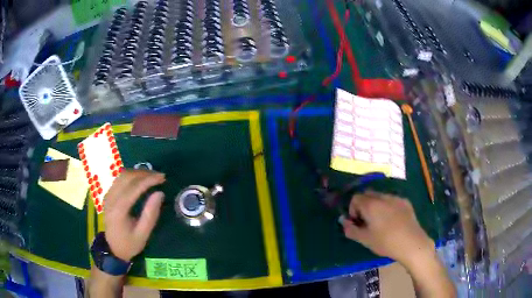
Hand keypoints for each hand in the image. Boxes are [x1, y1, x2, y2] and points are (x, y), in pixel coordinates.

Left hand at [103, 169, 165, 261]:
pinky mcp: (108, 195)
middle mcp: (111, 199)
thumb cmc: (130, 244)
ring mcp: (108, 195)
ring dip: (138, 172)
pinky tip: (140, 180)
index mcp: (119, 210)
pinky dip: (131, 176)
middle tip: (159, 176)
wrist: (113, 249)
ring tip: (152, 176)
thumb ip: (150, 214)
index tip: (162, 178)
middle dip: (144, 173)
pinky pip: (119, 179)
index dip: (148, 180)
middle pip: (126, 177)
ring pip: (122, 175)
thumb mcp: (143, 234)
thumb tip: (159, 193)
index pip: (134, 188)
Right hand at [342, 191, 433, 265]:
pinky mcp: (405, 202)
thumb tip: (343, 221)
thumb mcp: (365, 239)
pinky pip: (392, 200)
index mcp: (371, 205)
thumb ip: (350, 229)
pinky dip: (387, 206)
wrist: (412, 243)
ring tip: (380, 221)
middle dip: (364, 205)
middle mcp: (383, 197)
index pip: (355, 198)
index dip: (353, 209)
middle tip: (367, 221)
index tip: (358, 222)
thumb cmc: (386, 243)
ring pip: (380, 196)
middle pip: (368, 194)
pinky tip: (393, 221)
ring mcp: (396, 198)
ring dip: (376, 205)